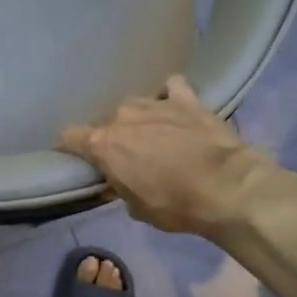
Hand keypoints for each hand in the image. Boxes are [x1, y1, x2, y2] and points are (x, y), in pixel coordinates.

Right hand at [58, 76, 272, 236]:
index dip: (68, 148)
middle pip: (105, 122)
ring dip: (137, 119)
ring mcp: (155, 103)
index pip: (69, 137)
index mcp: (102, 144)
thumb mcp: (136, 207)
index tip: (74, 159)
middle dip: (110, 137)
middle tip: (126, 156)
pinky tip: (174, 107)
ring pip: (134, 105)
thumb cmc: (175, 204)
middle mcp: (122, 116)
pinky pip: (170, 88)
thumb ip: (118, 188)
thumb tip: (115, 182)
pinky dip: (169, 96)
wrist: (227, 187)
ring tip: (152, 134)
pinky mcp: (186, 99)